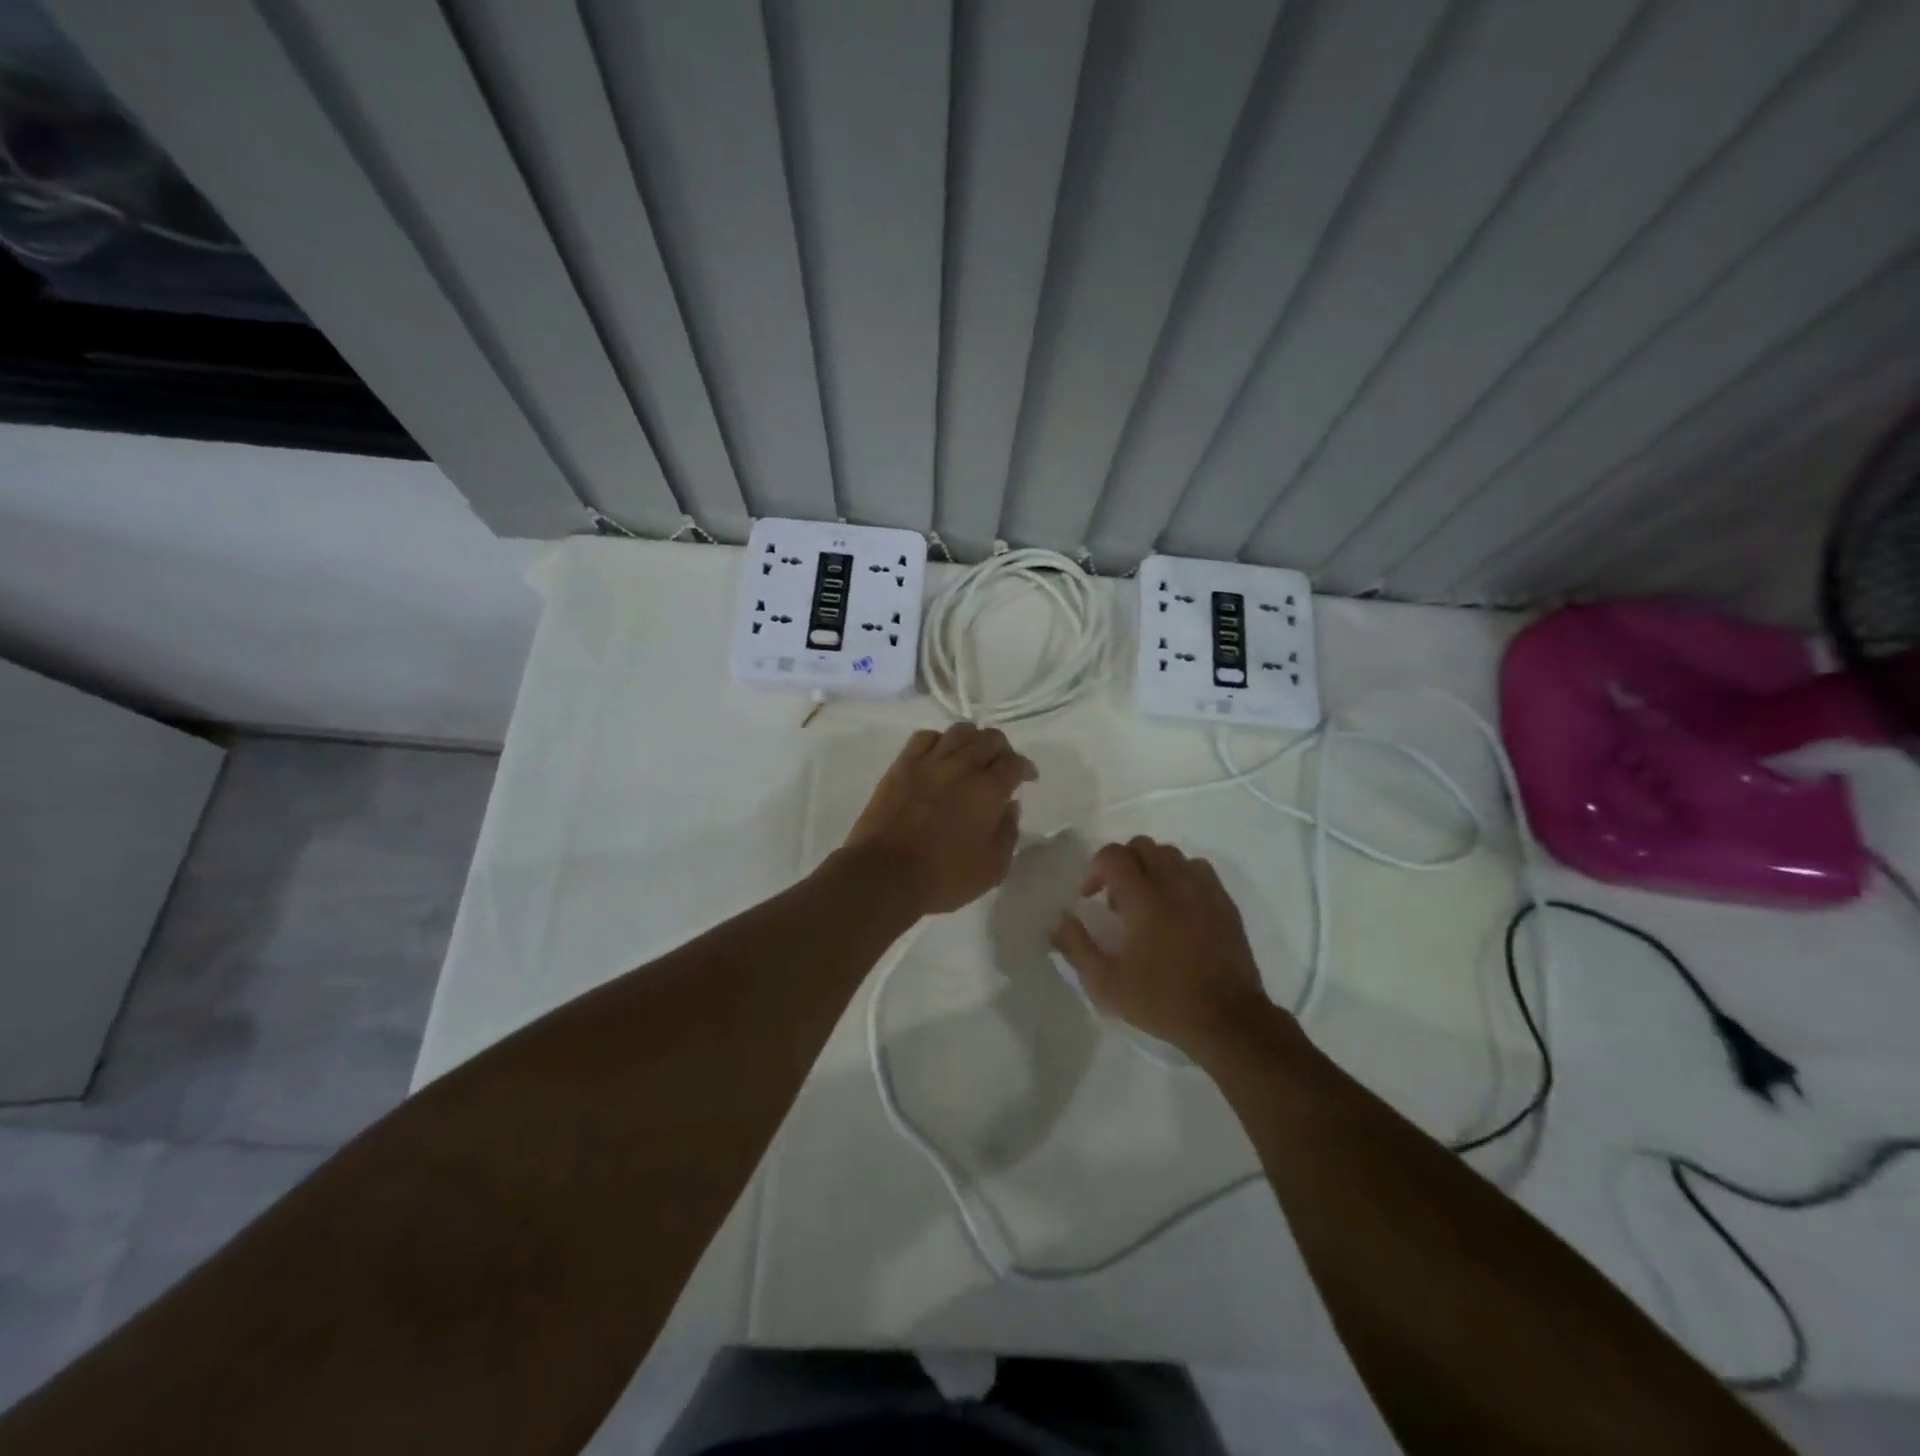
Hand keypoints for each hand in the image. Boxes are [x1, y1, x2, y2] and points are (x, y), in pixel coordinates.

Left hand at [843, 723, 1036, 915]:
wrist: (885, 874)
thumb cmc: (943, 877)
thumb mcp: (992, 869)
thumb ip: (1008, 833)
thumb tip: (1011, 806)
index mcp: (989, 791)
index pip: (1015, 763)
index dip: (1025, 768)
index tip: (1026, 778)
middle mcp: (962, 767)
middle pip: (990, 739)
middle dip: (1003, 749)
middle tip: (1002, 765)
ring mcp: (929, 762)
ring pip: (959, 732)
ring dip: (973, 739)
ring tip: (972, 755)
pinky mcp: (902, 765)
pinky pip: (924, 737)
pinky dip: (938, 740)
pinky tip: (940, 755)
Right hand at [1050, 836, 1275, 1055]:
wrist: (1227, 1020)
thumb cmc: (1161, 1001)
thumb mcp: (1106, 983)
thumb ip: (1076, 946)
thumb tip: (1059, 920)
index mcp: (1143, 898)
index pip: (1114, 855)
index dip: (1095, 869)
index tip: (1089, 897)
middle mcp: (1173, 884)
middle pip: (1143, 846)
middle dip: (1122, 863)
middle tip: (1115, 897)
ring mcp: (1204, 891)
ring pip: (1172, 854)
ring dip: (1152, 867)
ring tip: (1146, 900)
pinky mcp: (1225, 903)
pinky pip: (1199, 869)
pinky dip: (1181, 876)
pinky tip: (1177, 905)